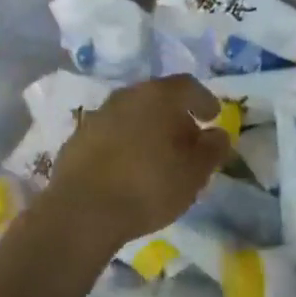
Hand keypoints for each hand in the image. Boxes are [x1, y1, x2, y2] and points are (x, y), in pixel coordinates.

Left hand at [34, 75, 230, 253]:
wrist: (82, 210)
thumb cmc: (149, 185)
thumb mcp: (195, 173)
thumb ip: (212, 149)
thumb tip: (217, 133)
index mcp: (159, 95)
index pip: (188, 86)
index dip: (204, 100)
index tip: (213, 117)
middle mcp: (127, 95)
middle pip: (157, 97)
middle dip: (174, 115)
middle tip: (187, 139)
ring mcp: (99, 114)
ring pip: (132, 114)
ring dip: (147, 128)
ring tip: (157, 156)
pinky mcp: (78, 137)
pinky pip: (110, 133)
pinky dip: (124, 143)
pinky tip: (127, 168)